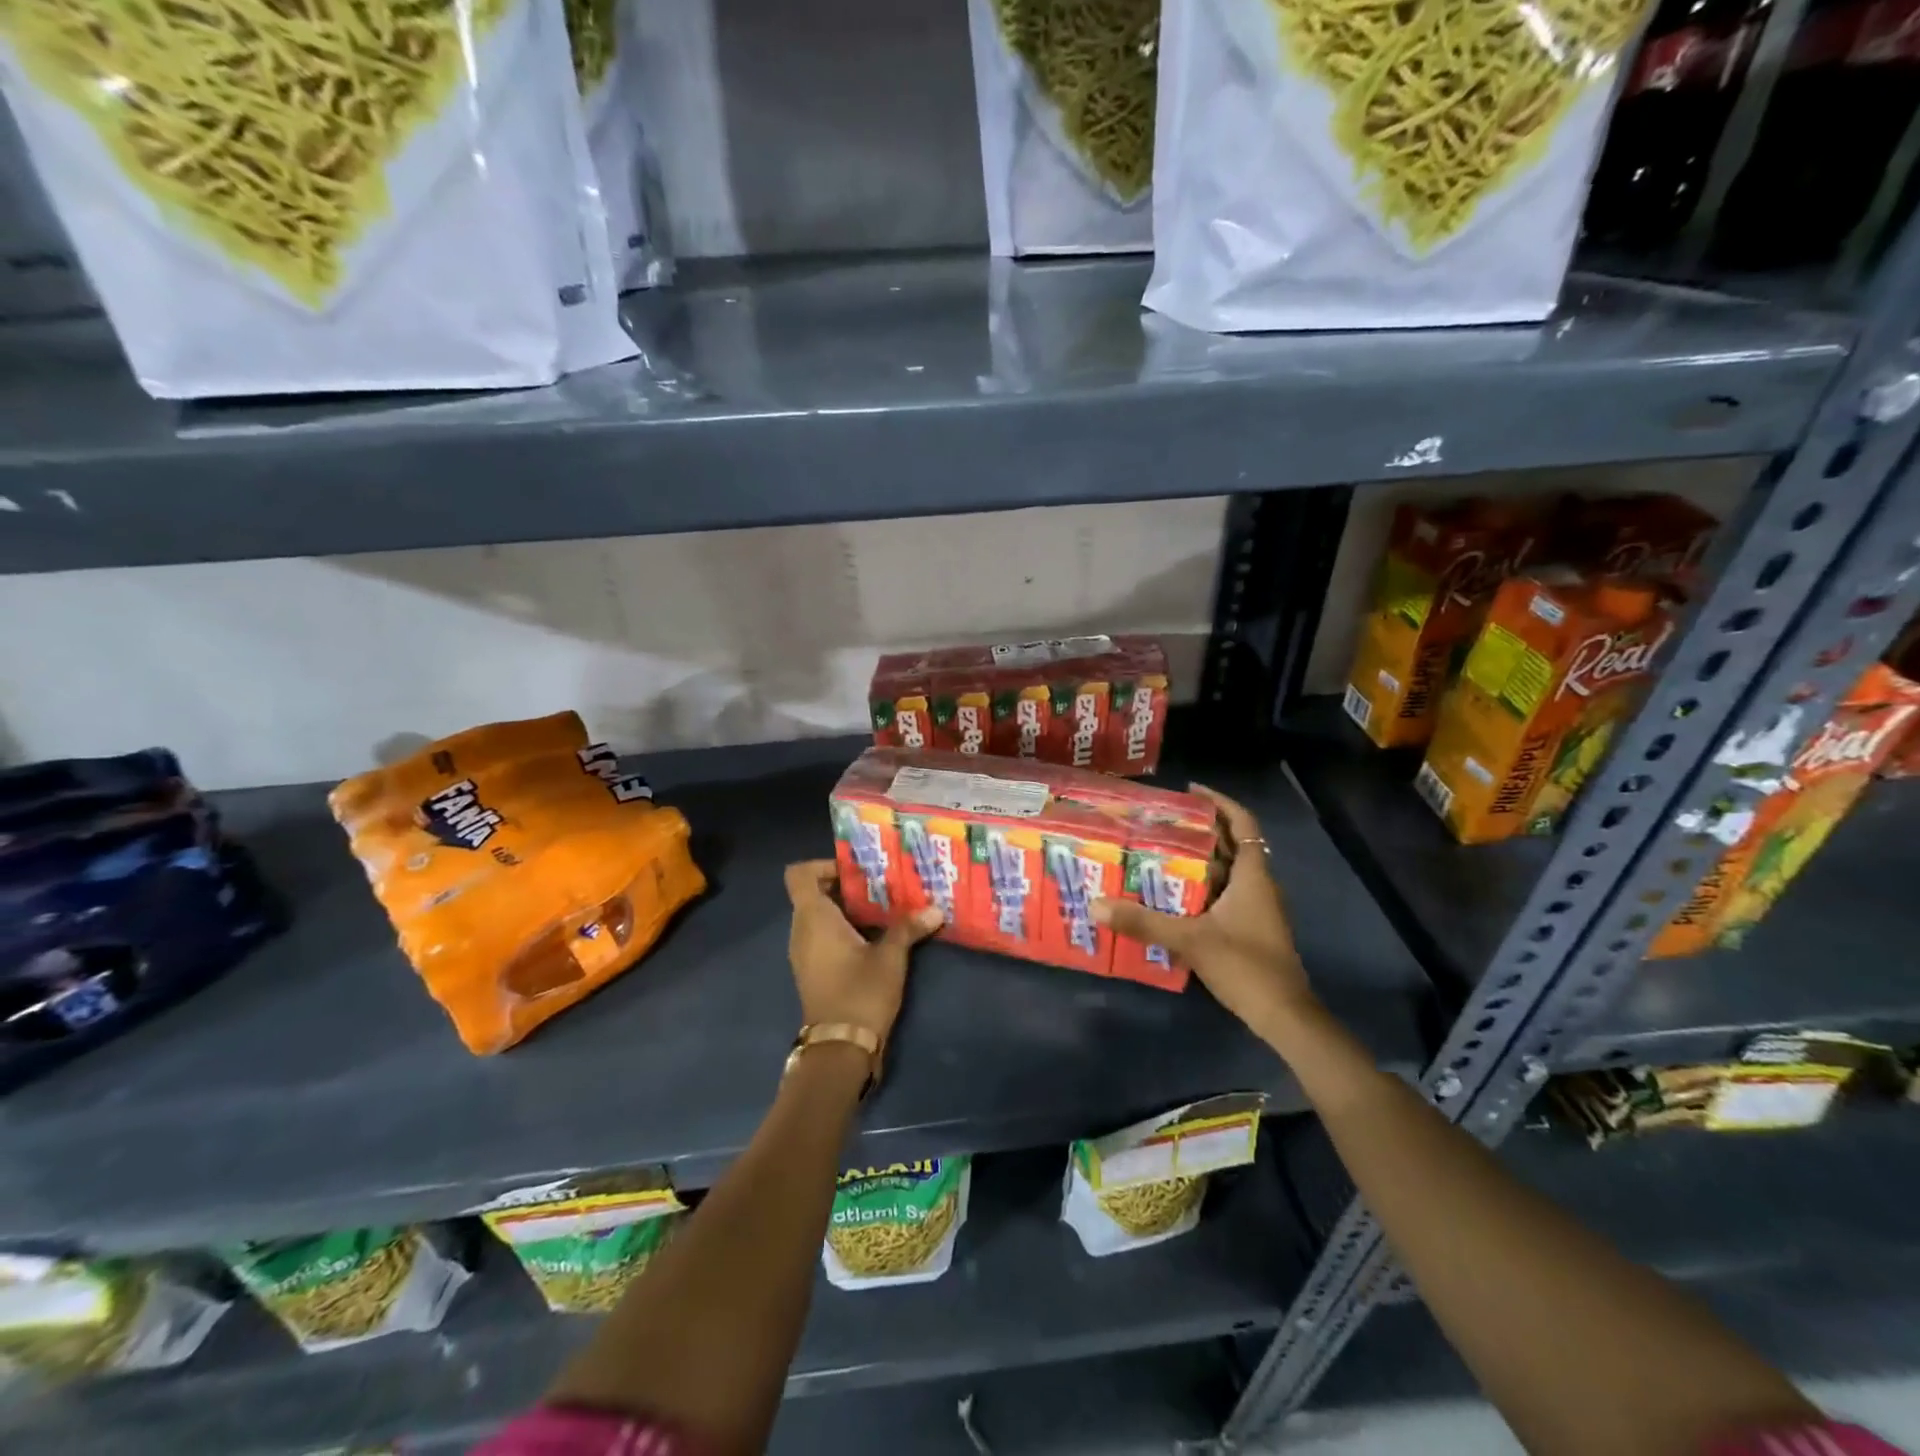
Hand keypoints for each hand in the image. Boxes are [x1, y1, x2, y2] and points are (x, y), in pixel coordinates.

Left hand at [784, 860, 941, 1040]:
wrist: (840, 1049)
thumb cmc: (860, 993)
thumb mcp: (890, 957)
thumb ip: (908, 927)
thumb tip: (935, 909)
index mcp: (813, 918)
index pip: (800, 874)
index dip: (824, 865)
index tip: (857, 870)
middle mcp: (801, 930)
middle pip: (814, 892)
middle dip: (846, 885)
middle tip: (882, 884)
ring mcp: (804, 952)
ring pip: (820, 915)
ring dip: (848, 908)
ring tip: (884, 907)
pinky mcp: (812, 969)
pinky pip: (823, 935)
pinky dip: (844, 928)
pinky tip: (876, 935)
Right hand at [1091, 784, 1318, 1040]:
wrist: (1284, 1016)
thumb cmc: (1245, 966)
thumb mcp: (1190, 941)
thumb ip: (1144, 922)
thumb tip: (1096, 905)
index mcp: (1253, 876)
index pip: (1243, 824)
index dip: (1220, 802)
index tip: (1190, 791)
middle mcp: (1258, 885)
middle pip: (1231, 845)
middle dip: (1200, 830)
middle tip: (1161, 823)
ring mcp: (1257, 908)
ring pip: (1227, 871)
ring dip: (1199, 860)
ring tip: (1159, 853)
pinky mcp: (1250, 928)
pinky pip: (1225, 894)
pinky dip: (1202, 887)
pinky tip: (1172, 896)